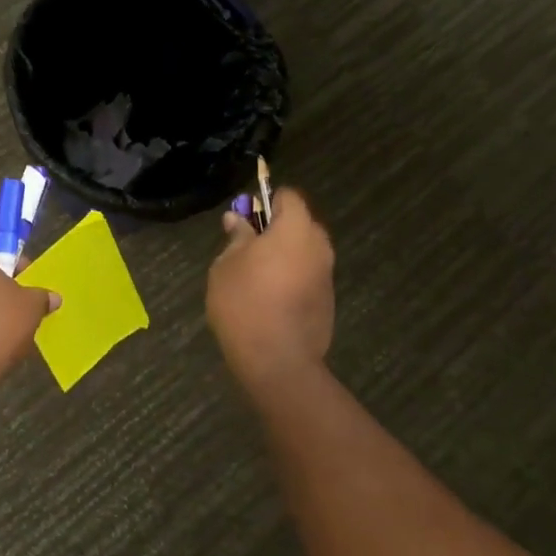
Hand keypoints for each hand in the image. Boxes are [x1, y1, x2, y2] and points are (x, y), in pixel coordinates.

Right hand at [206, 188, 334, 390]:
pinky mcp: (328, 300)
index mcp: (295, 228)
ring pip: (305, 251)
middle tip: (247, 248)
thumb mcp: (226, 265)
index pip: (288, 196)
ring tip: (256, 277)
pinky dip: (292, 278)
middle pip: (300, 223)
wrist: (277, 360)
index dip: (267, 201)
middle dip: (277, 229)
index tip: (247, 218)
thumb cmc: (245, 302)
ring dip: (285, 255)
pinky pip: (308, 276)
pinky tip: (271, 300)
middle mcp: (319, 245)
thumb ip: (236, 238)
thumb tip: (236, 219)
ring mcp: (327, 274)